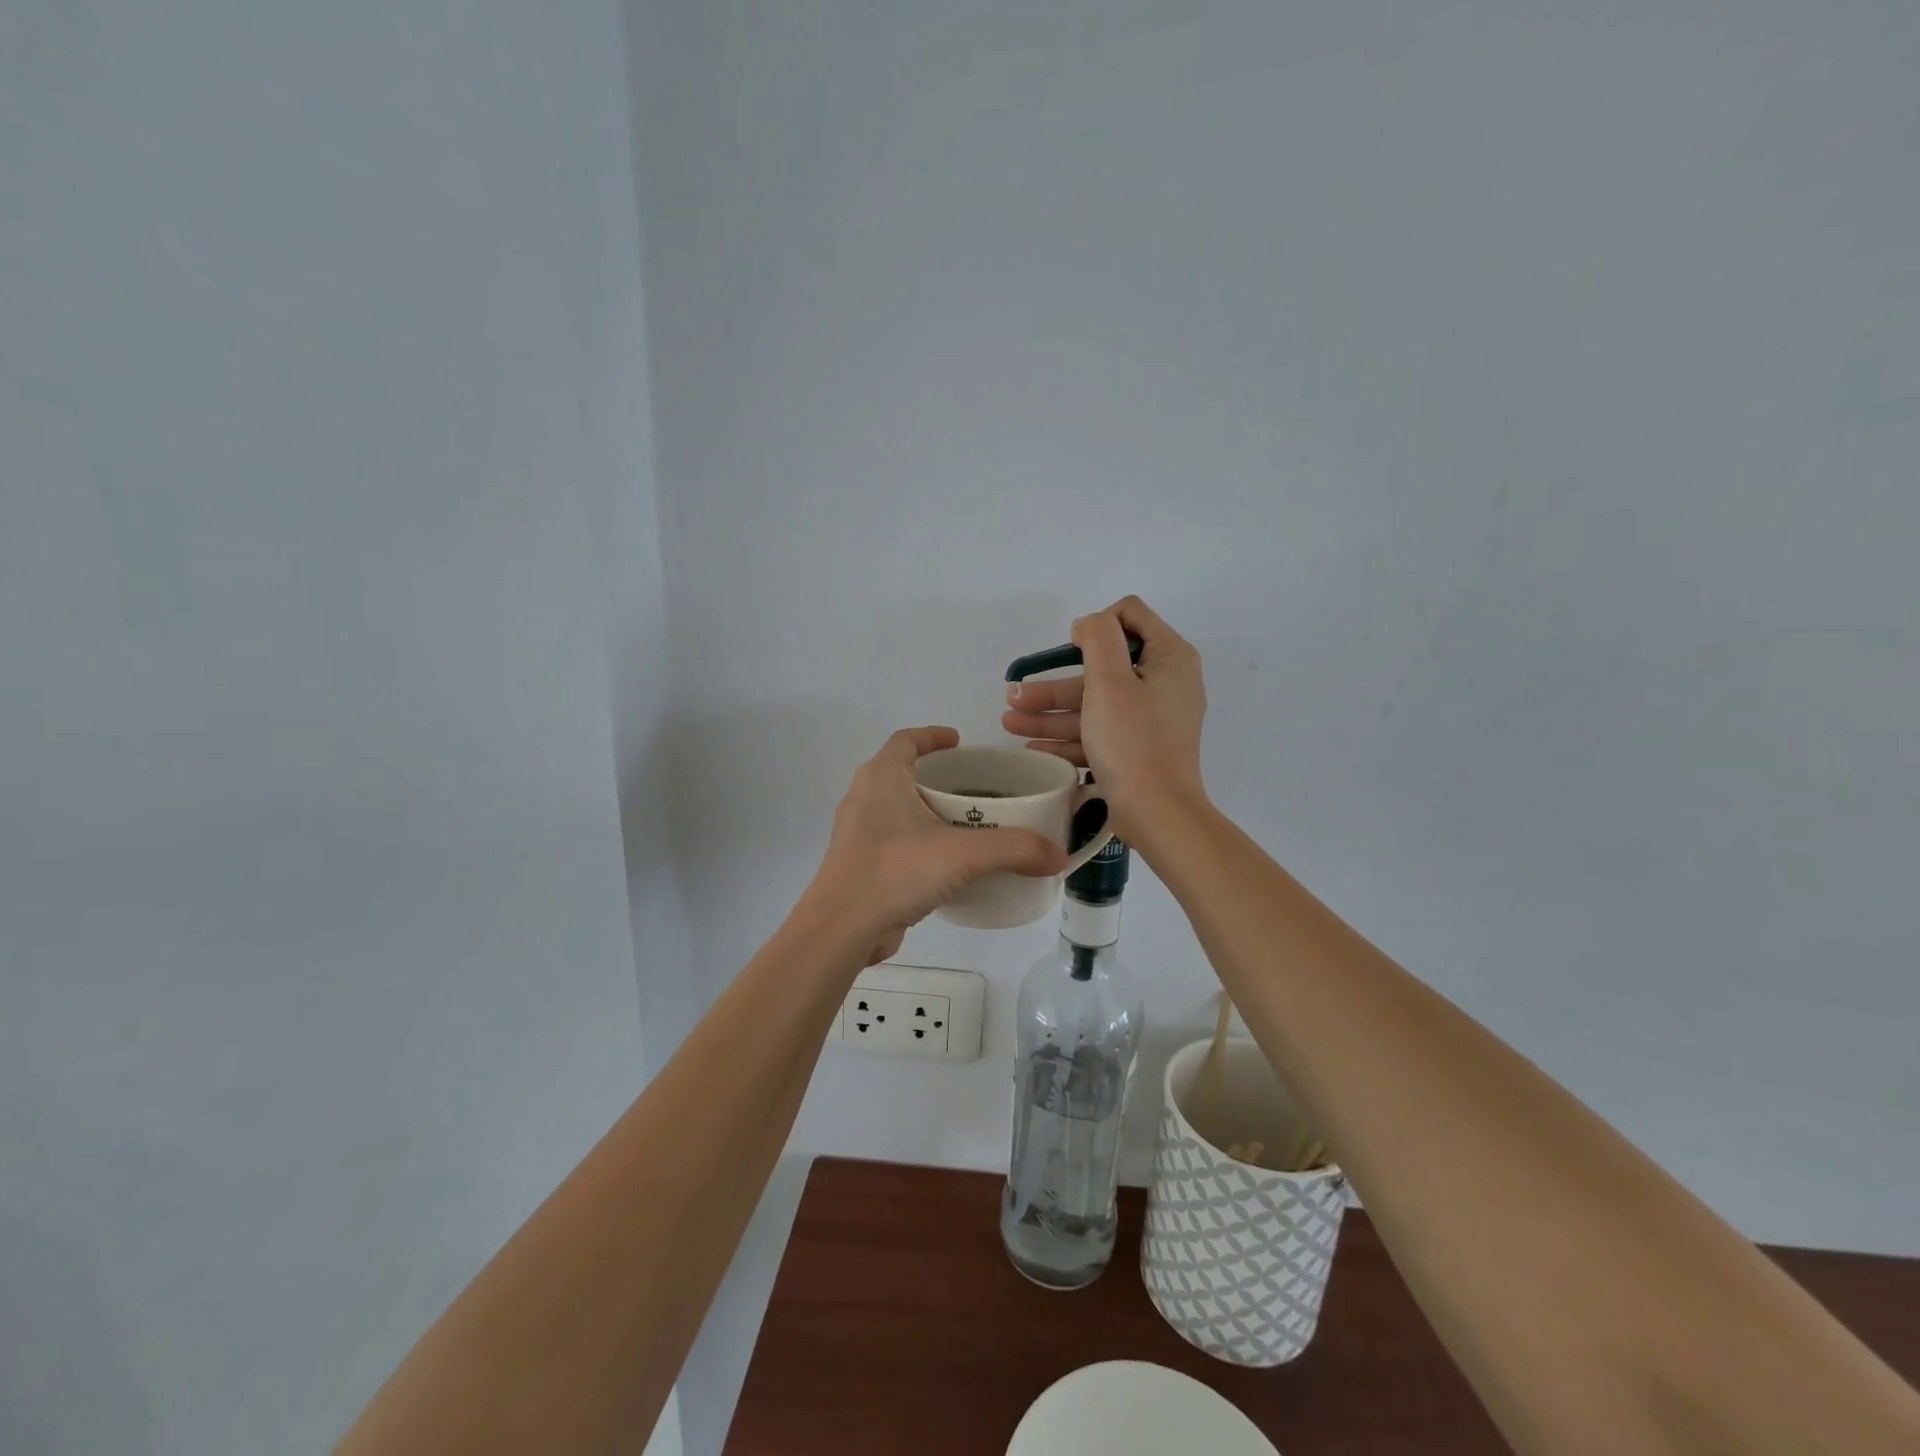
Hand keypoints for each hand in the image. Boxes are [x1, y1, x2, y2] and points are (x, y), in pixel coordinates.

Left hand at [803, 727, 1067, 964]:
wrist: (841, 930)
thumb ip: (1014, 849)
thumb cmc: (895, 871)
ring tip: (965, 824)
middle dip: (935, 776)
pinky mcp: (860, 867)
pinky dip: (920, 843)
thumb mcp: (963, 854)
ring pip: (896, 810)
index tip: (959, 741)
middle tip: (973, 786)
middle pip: (901, 773)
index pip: (906, 740)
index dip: (932, 736)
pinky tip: (946, 865)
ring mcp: (858, 835)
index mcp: (881, 778)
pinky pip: (894, 842)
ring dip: (927, 811)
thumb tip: (1058, 856)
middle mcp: (864, 799)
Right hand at [1001, 596, 1208, 841]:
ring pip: (1094, 705)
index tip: (1071, 650)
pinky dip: (1068, 738)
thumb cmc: (1133, 741)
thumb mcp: (1111, 680)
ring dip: (1050, 713)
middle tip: (1015, 696)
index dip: (1096, 625)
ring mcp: (1152, 720)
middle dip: (1054, 684)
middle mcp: (1165, 683)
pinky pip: (1099, 734)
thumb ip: (1099, 638)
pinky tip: (1032, 749)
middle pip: (1102, 669)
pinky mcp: (1138, 750)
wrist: (1158, 814)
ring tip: (1009, 724)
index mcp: (1169, 658)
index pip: (1130, 615)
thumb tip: (1090, 625)